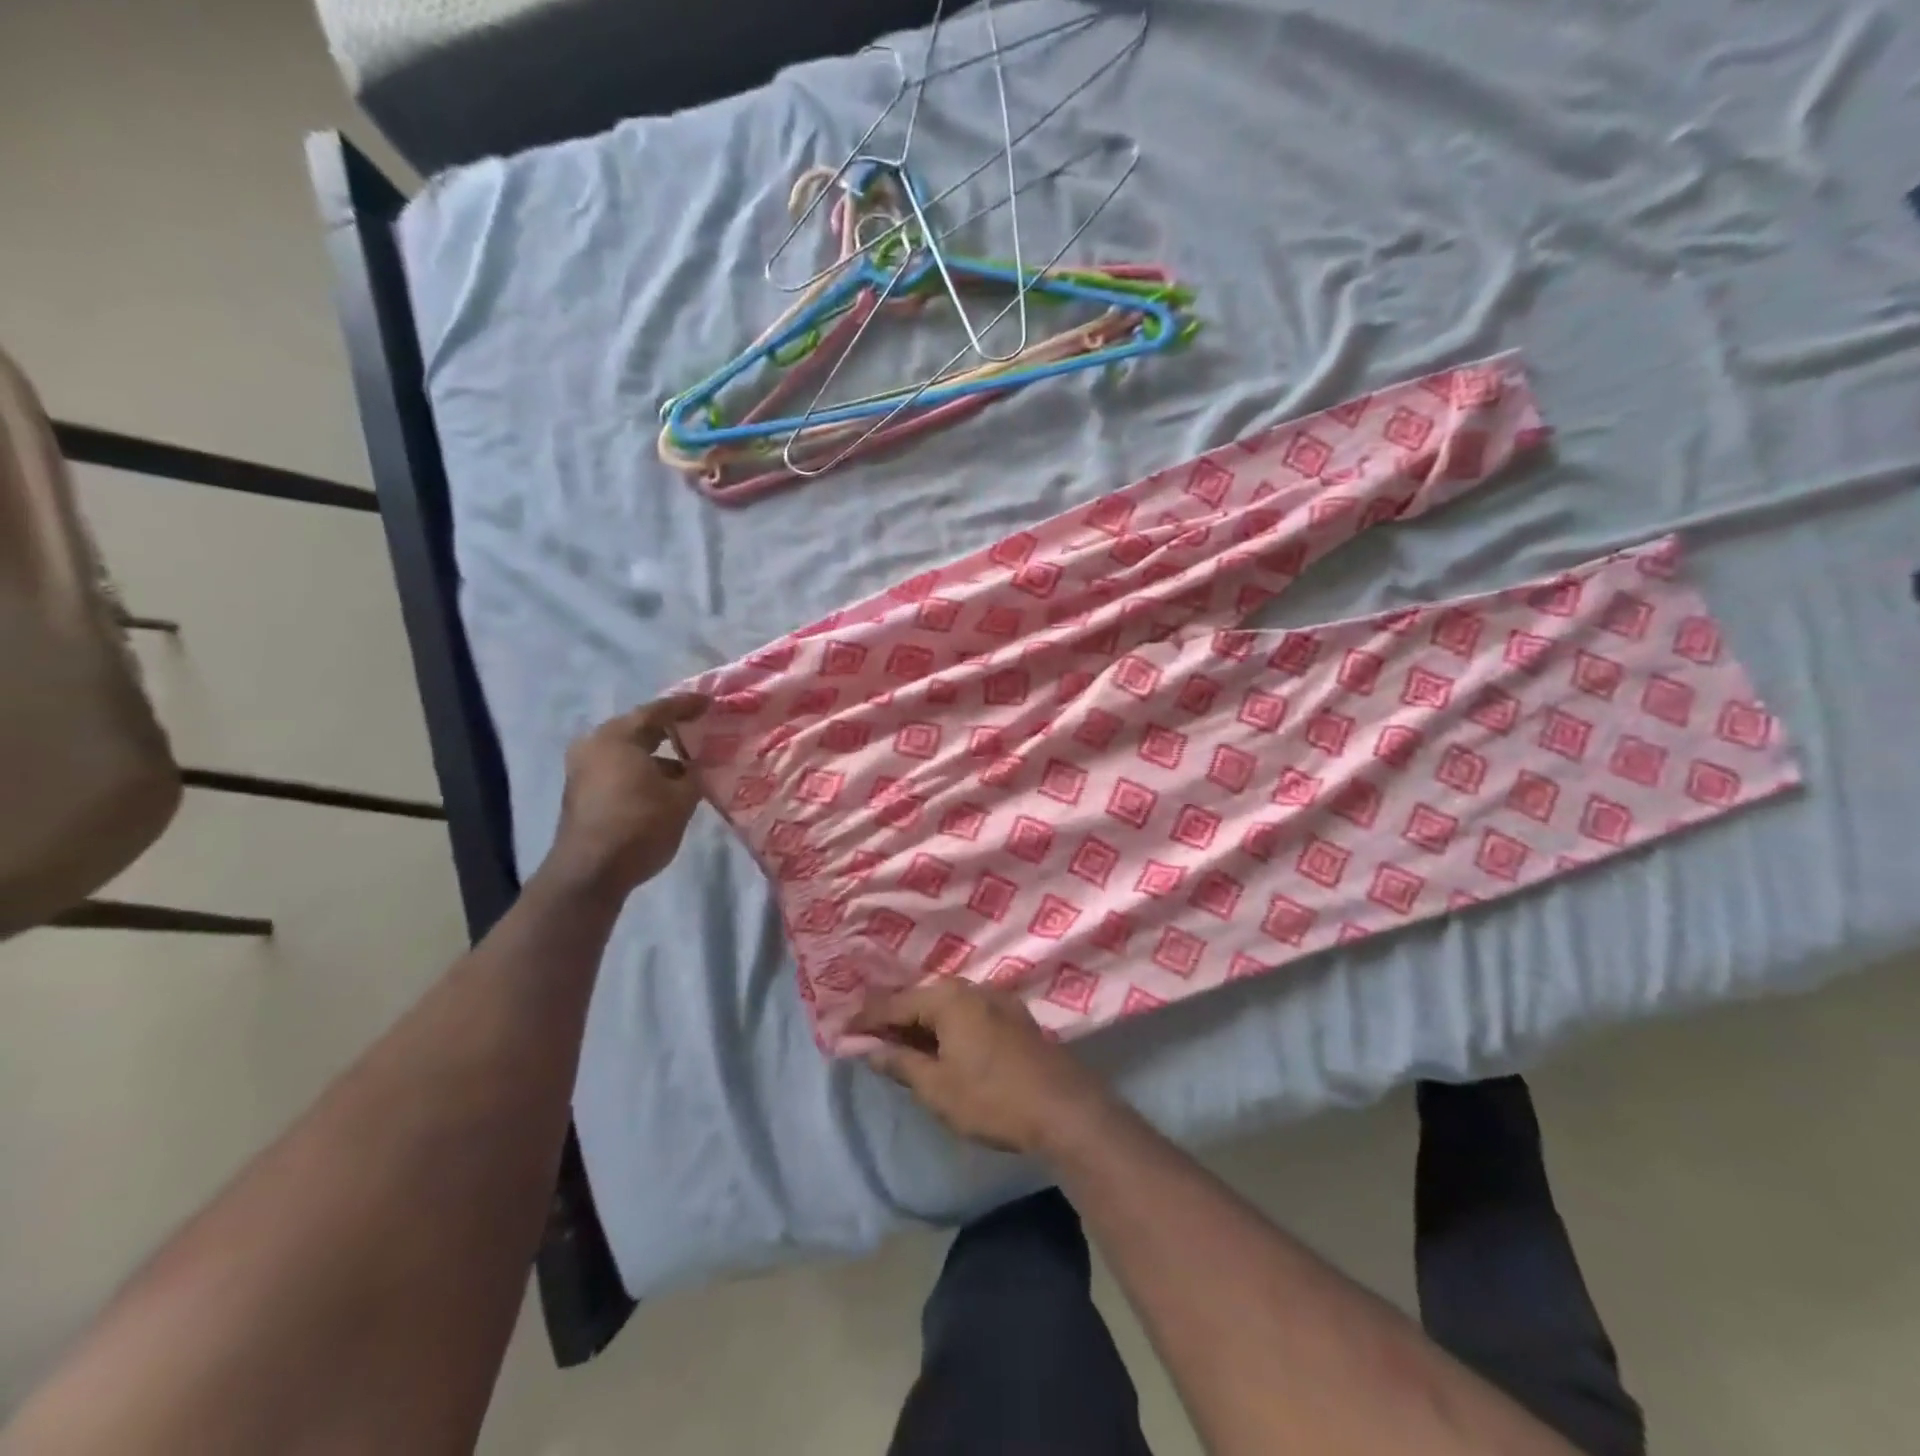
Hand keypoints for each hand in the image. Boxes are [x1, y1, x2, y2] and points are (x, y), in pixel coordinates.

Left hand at [543, 694, 708, 901]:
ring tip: (691, 760)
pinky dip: (644, 769)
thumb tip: (702, 764)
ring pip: (629, 751)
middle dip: (672, 729)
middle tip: (701, 727)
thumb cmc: (639, 825)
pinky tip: (668, 782)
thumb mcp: (681, 798)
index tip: (710, 703)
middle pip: (640, 728)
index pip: (658, 711)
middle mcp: (595, 745)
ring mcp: (584, 769)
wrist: (591, 872)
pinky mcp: (583, 792)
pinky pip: (619, 768)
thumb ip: (695, 774)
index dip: (687, 706)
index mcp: (618, 736)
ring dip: (659, 754)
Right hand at [851, 979, 1112, 1156]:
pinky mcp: (1013, 1017)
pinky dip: (945, 1027)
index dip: (866, 1019)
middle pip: (921, 999)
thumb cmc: (992, 1099)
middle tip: (866, 1038)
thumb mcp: (937, 1087)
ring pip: (946, 1006)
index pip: (895, 1004)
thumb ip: (899, 1062)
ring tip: (897, 1045)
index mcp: (949, 998)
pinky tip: (939, 1046)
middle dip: (893, 1019)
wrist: (1064, 1109)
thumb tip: (865, 1047)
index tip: (840, 1030)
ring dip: (920, 1024)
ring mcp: (997, 1000)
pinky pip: (967, 1014)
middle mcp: (972, 988)